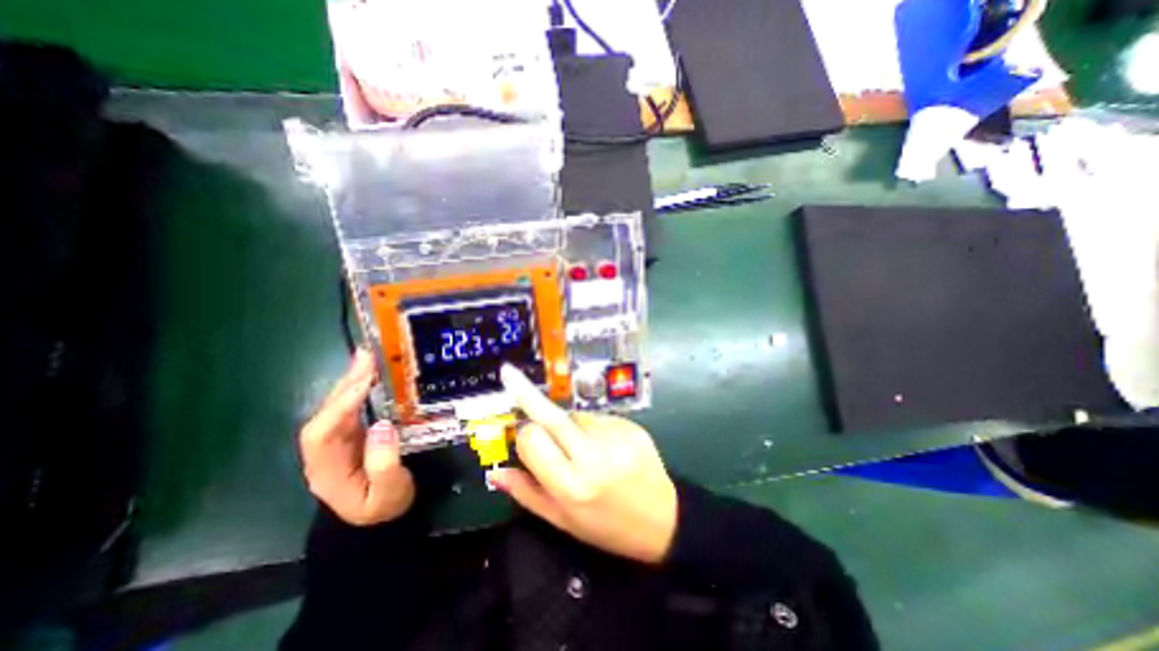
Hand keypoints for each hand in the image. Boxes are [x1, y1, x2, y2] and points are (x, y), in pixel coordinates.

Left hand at [297, 349, 416, 527]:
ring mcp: (337, 442)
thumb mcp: (389, 493)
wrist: (380, 521)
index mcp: (327, 470)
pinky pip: (352, 408)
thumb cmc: (384, 508)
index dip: (341, 405)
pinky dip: (361, 389)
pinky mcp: (352, 435)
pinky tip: (373, 375)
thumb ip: (385, 463)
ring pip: (337, 407)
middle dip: (345, 384)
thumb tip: (382, 425)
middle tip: (368, 356)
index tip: (366, 381)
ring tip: (370, 357)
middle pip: (326, 413)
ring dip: (352, 381)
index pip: (322, 433)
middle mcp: (325, 452)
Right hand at [489, 364, 680, 560]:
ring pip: (575, 415)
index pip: (532, 440)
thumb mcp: (563, 521)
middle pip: (552, 416)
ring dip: (568, 424)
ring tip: (583, 448)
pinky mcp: (631, 425)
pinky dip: (592, 426)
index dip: (524, 436)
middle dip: (527, 393)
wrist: (664, 520)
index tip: (524, 436)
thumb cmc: (607, 526)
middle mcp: (594, 457)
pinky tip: (604, 445)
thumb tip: (496, 472)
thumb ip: (527, 494)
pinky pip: (598, 417)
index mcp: (572, 485)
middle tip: (509, 374)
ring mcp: (616, 437)